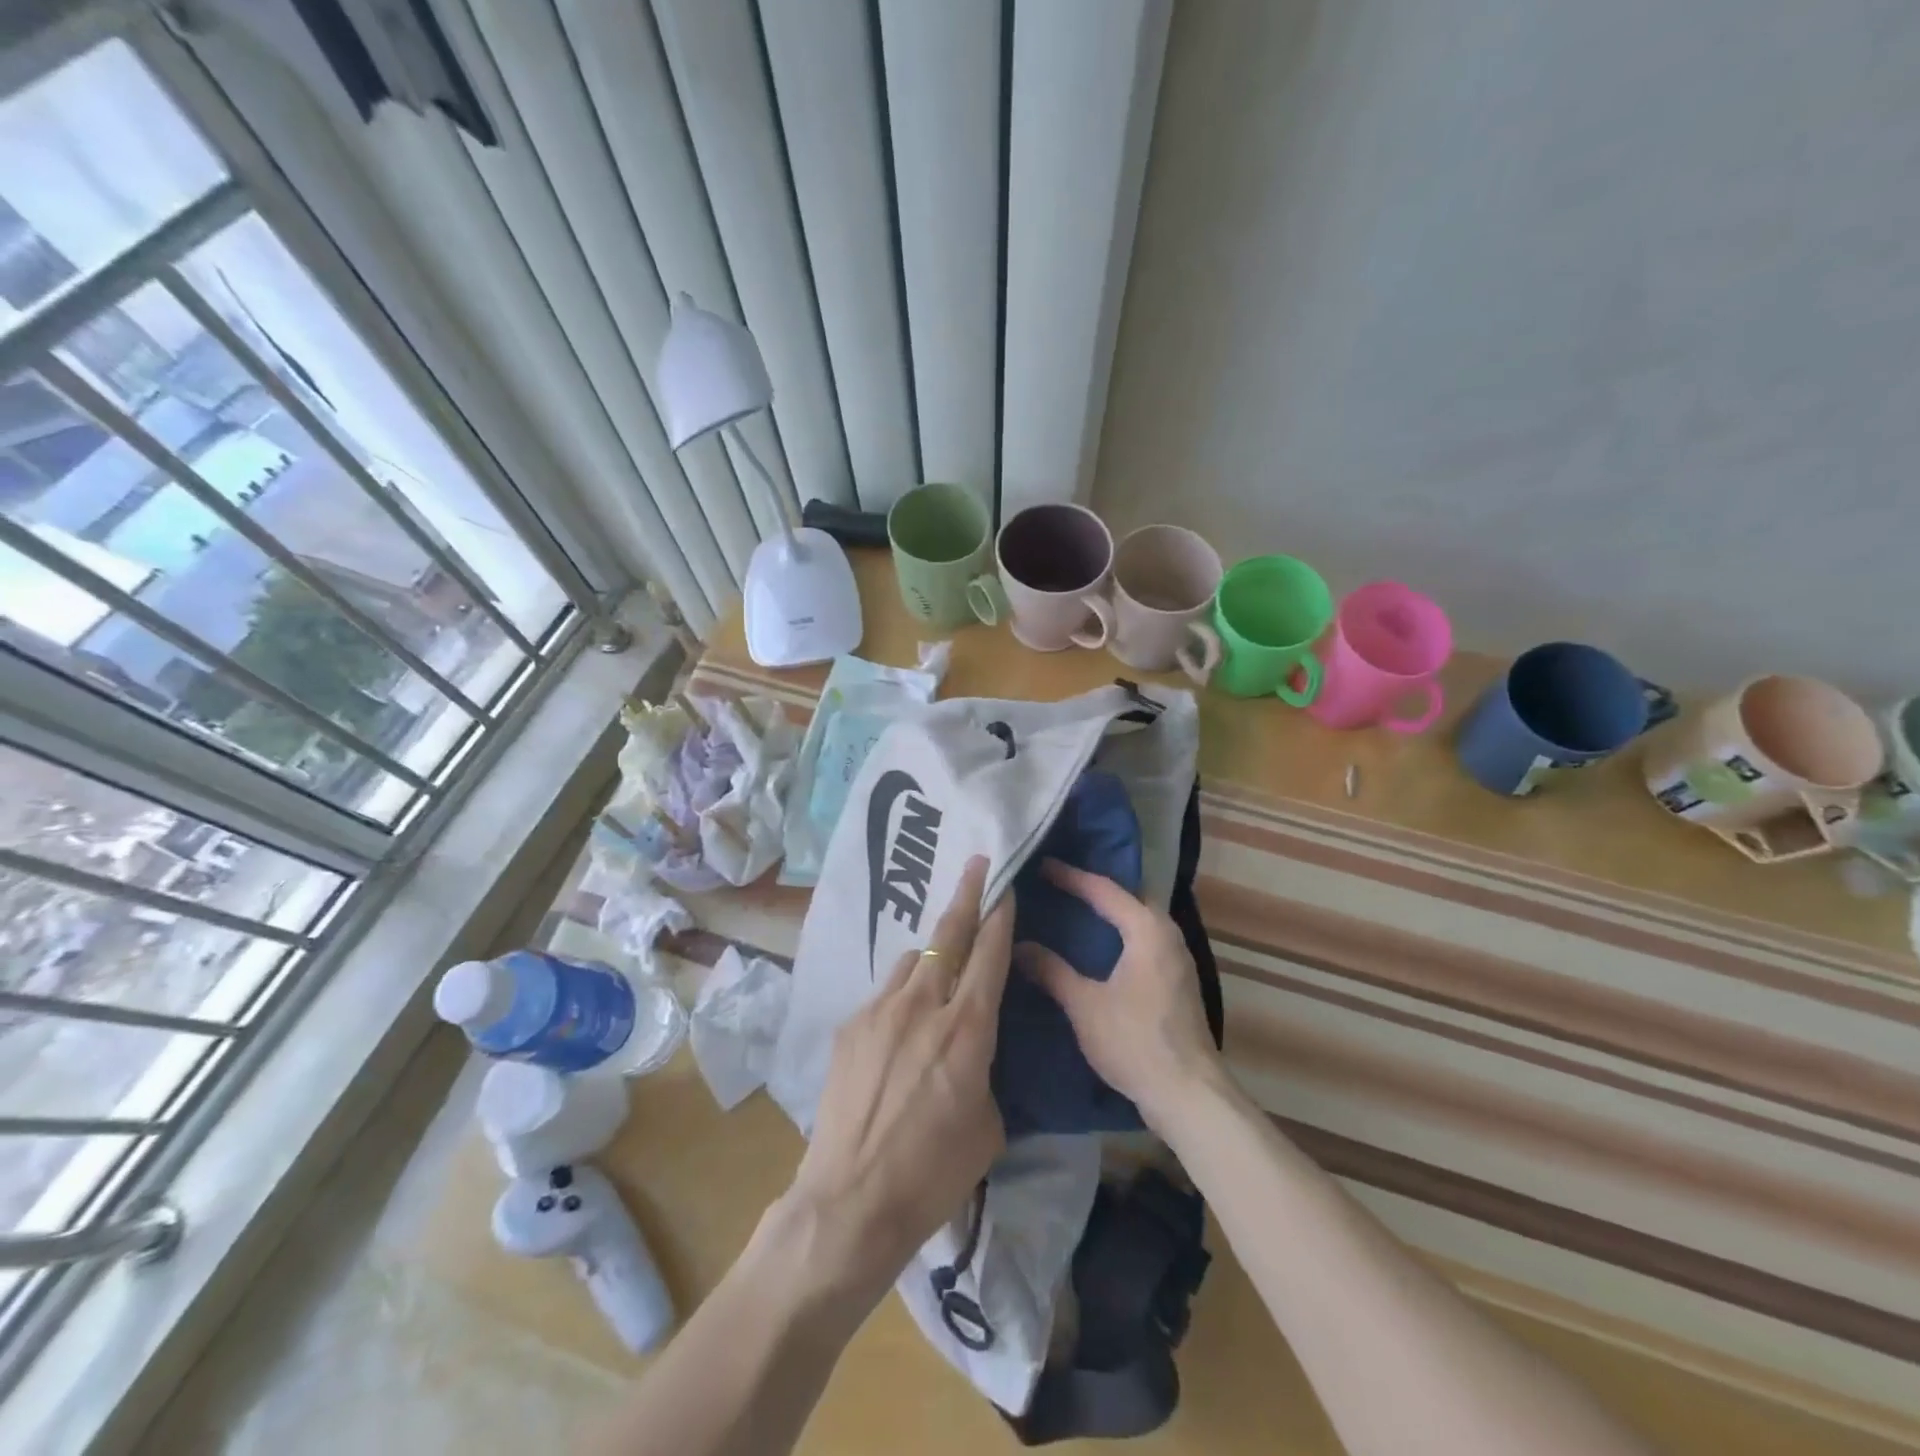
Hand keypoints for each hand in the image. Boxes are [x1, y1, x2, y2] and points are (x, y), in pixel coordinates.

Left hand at [778, 856, 1011, 1309]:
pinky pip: (886, 993)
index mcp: (967, 1028)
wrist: (851, 1201)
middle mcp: (924, 1004)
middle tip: (975, 862)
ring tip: (940, 968)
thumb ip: (984, 1066)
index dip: (1000, 916)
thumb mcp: (988, 1123)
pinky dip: (902, 994)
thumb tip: (971, 1044)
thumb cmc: (934, 1173)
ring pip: (914, 959)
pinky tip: (901, 1026)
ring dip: (933, 954)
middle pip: (949, 933)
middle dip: (966, 893)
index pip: (989, 953)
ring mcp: (880, 1010)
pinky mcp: (850, 1026)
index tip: (1005, 887)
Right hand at [1015, 859, 1223, 1131]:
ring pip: (1139, 921)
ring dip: (1111, 913)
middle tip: (1059, 885)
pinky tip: (1100, 950)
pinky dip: (1121, 935)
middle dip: (1095, 890)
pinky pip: (1145, 942)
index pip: (1104, 890)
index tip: (1042, 866)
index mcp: (1147, 929)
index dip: (1071, 877)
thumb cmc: (1135, 1041)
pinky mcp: (1178, 982)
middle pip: (1129, 898)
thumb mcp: (1084, 1005)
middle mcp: (1168, 934)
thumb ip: (1052, 971)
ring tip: (1075, 911)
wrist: (1188, 1094)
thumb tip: (1018, 945)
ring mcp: (1177, 959)